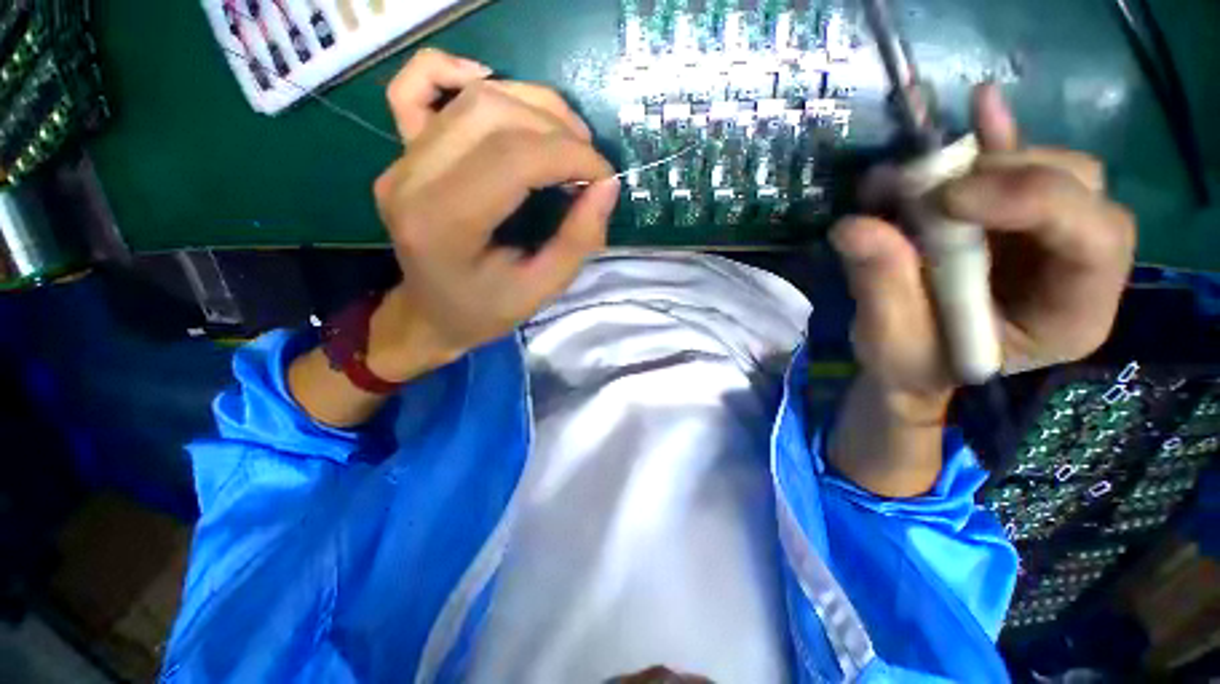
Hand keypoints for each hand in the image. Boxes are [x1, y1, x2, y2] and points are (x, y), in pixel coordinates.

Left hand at [368, 49, 619, 380]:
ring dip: (533, 106)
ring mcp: (400, 159)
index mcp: (443, 224)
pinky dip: (457, 72)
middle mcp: (411, 180)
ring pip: (473, 98)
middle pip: (492, 114)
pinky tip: (492, 86)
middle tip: (588, 163)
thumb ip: (578, 241)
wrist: (431, 314)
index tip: (605, 176)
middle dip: (557, 129)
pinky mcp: (401, 151)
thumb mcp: (541, 291)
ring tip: (566, 140)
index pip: (513, 157)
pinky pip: (416, 86)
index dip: (570, 156)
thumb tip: (607, 186)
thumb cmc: (485, 311)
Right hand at [830, 84, 1135, 414]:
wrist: (912, 362)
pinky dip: (995, 136)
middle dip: (1006, 175)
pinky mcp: (1012, 219)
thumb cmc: (911, 363)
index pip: (1095, 240)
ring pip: (1048, 168)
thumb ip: (881, 286)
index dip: (1033, 200)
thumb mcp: (891, 341)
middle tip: (929, 192)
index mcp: (1070, 315)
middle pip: (1078, 189)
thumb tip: (852, 226)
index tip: (946, 200)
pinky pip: (1017, 165)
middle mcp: (1076, 265)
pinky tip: (979, 105)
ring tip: (915, 175)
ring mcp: (1047, 236)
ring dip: (982, 159)